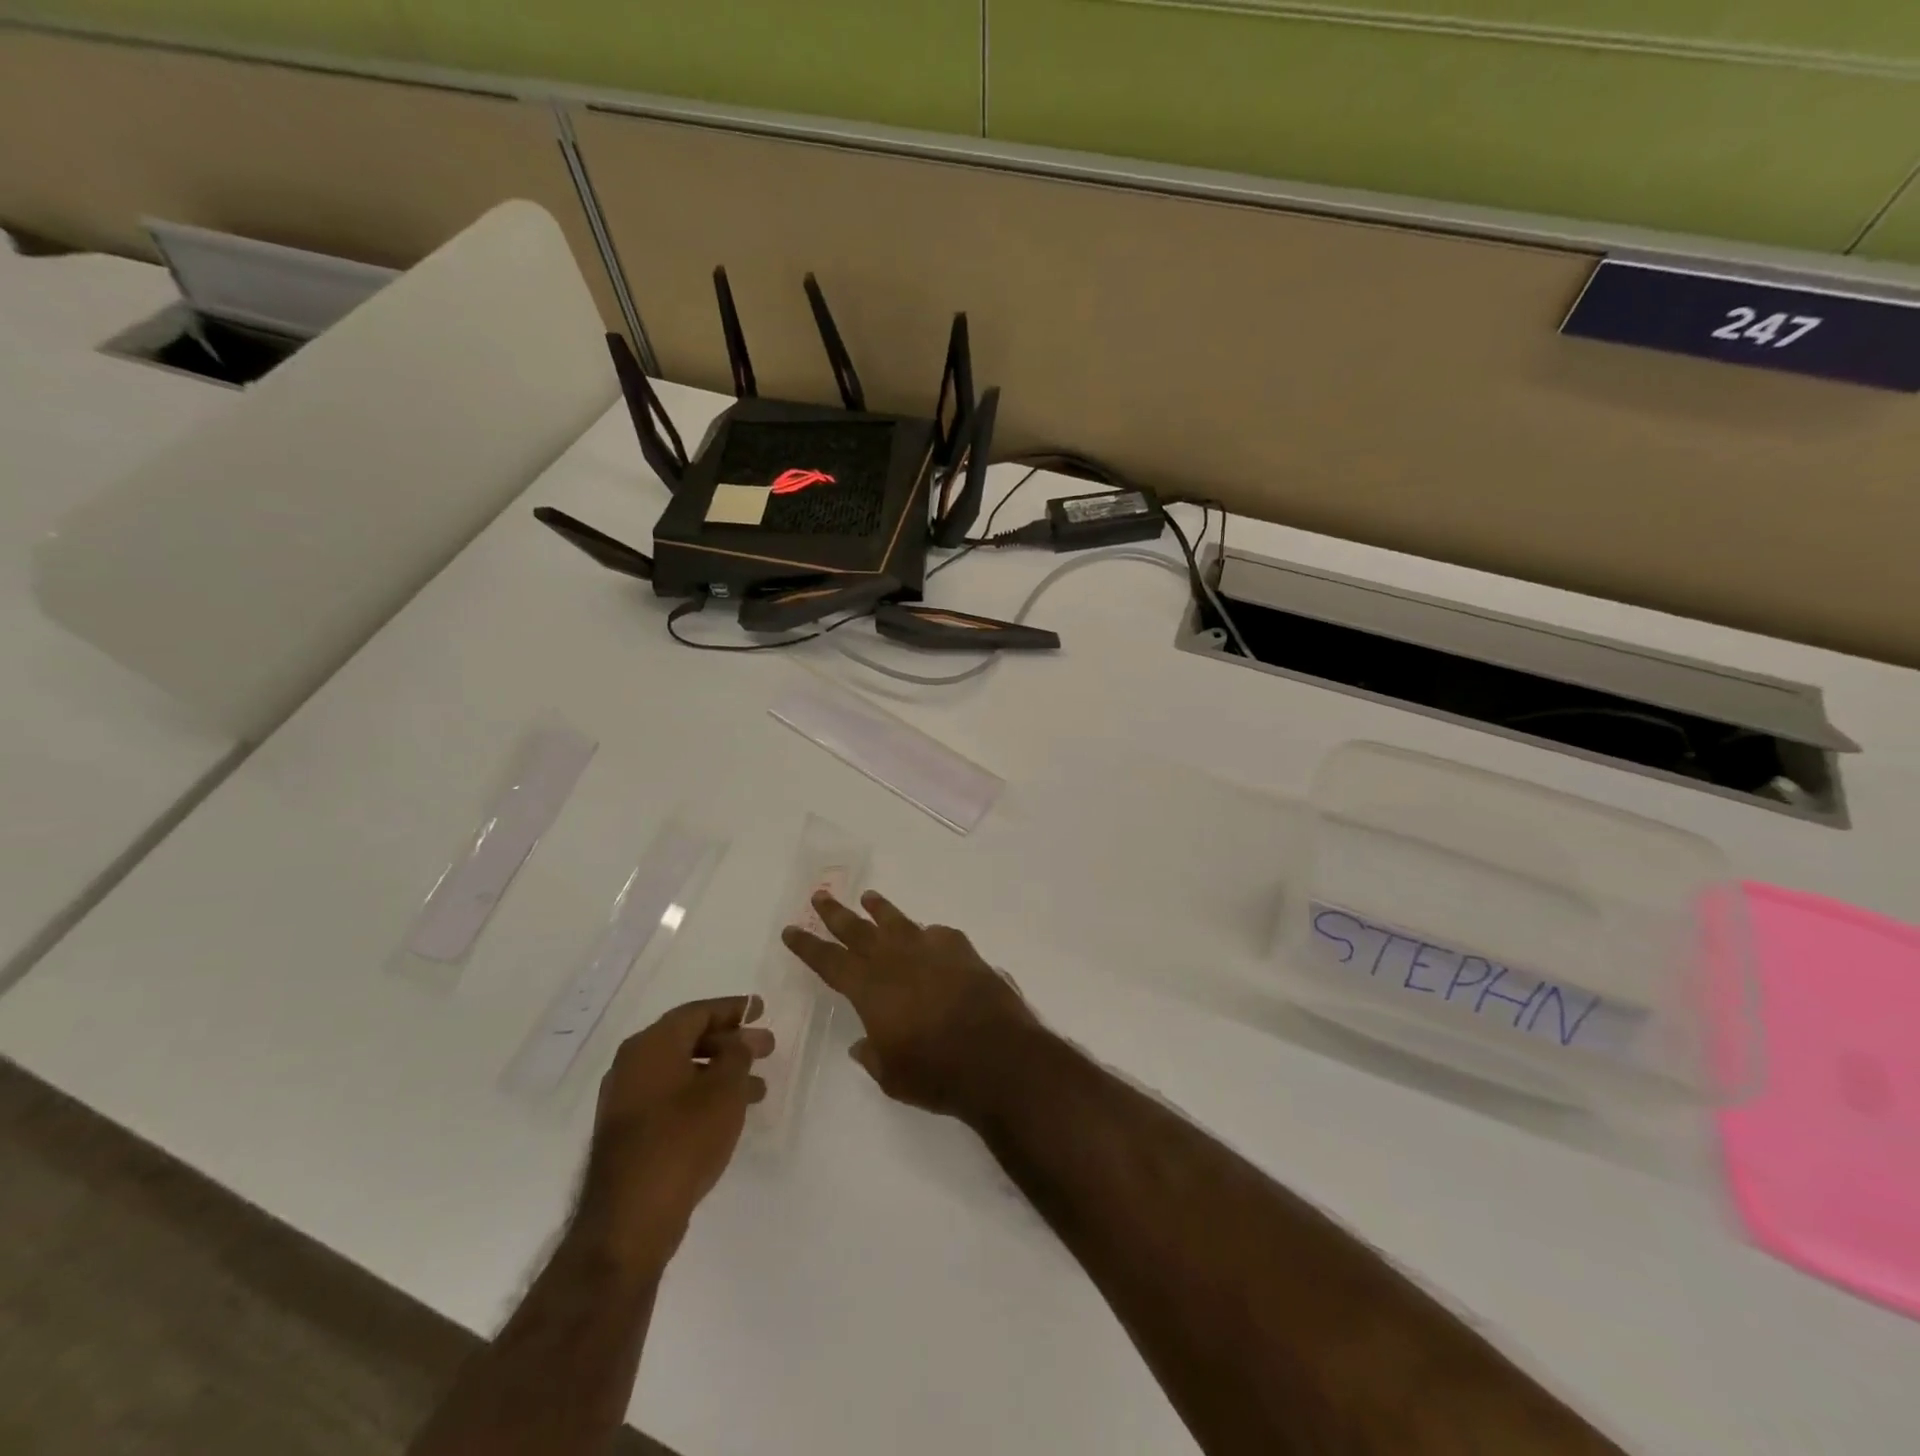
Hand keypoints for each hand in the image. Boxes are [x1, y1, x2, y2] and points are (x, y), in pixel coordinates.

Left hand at [577, 997, 772, 1270]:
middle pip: (689, 1039)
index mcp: (651, 1045)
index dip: (734, 1009)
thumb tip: (740, 1039)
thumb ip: (738, 1055)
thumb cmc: (682, 1139)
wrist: (629, 1219)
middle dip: (731, 1042)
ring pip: (682, 1071)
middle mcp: (633, 1064)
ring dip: (721, 1073)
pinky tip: (728, 1113)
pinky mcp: (628, 1132)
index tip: (762, 1009)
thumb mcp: (724, 1090)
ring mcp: (626, 1099)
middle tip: (768, 1048)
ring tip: (759, 1089)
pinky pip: (671, 1096)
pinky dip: (701, 1095)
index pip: (698, 1012)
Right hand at [782, 891, 1039, 1119]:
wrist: (998, 1057)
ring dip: (880, 910)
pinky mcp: (963, 951)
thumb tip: (862, 1044)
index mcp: (871, 991)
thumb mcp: (893, 1076)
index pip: (830, 962)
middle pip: (859, 931)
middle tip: (820, 896)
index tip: (791, 930)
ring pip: (898, 923)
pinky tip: (928, 936)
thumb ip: (873, 1055)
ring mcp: (932, 951)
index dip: (808, 946)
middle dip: (836, 914)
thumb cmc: (937, 1074)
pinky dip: (928, 934)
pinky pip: (939, 935)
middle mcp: (897, 962)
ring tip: (869, 897)